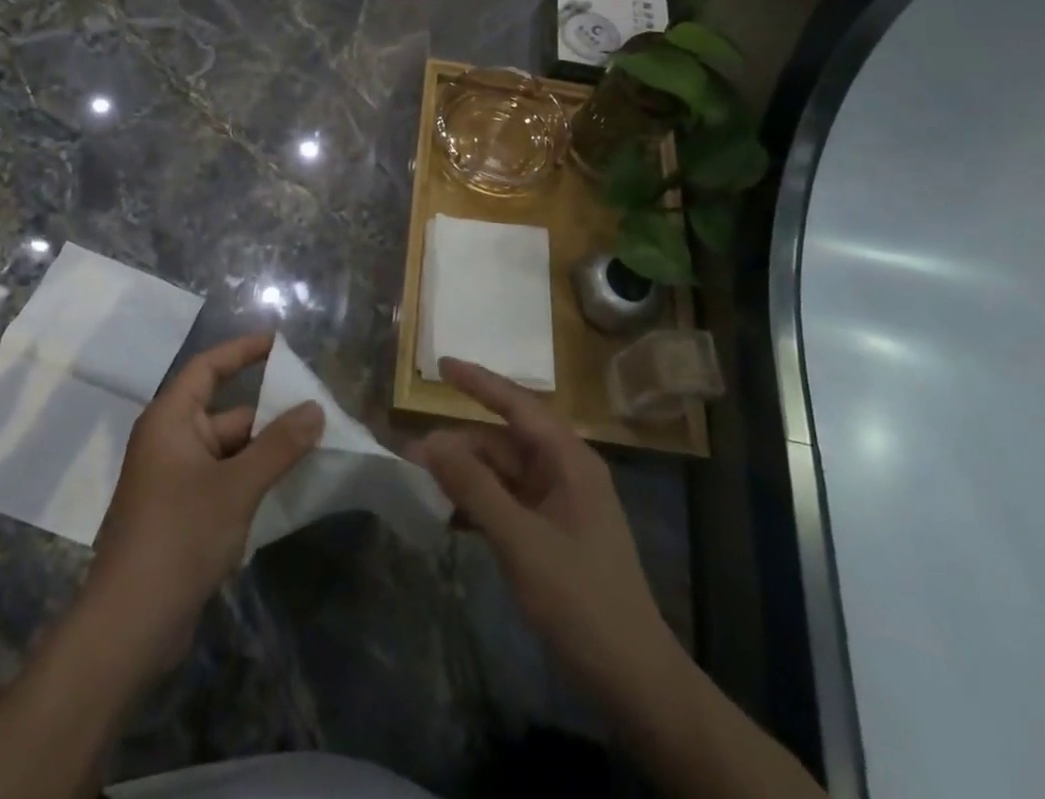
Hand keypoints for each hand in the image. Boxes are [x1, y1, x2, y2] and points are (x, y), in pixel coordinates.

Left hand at [86, 332, 323, 674]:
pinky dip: (252, 477)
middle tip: (316, 409)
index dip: (243, 351)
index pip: (208, 367)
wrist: (129, 626)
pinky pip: (224, 479)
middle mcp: (169, 441)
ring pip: (228, 449)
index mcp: (170, 419)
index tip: (280, 344)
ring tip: (314, 444)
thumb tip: (316, 408)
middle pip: (226, 411)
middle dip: (269, 412)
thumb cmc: (180, 536)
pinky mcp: (181, 514)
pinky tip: (287, 485)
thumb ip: (280, 445)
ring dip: (265, 449)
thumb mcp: (237, 485)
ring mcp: (174, 480)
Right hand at [412, 358, 677, 701]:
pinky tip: (448, 517)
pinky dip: (479, 505)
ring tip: (421, 483)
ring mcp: (559, 506)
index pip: (519, 405)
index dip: (480, 382)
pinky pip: (508, 504)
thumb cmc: (581, 601)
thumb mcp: (521, 541)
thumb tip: (431, 441)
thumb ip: (475, 488)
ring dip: (466, 476)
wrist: (633, 681)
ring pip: (503, 474)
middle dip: (460, 444)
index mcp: (569, 460)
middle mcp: (565, 473)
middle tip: (412, 454)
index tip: (442, 364)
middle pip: (505, 442)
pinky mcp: (552, 536)